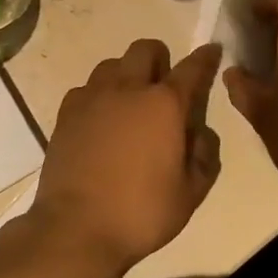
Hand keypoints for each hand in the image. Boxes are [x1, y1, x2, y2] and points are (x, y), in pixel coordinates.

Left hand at [31, 39, 223, 272]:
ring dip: (126, 74)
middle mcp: (128, 89)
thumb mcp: (191, 193)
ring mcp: (92, 98)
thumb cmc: (141, 212)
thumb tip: (198, 132)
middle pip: (145, 50)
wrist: (76, 227)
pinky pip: (86, 88)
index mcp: (164, 105)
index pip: (192, 69)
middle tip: (163, 86)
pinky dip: (98, 96)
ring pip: (112, 64)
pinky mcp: (66, 112)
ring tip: (130, 103)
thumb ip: (204, 155)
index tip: (212, 51)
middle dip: (160, 58)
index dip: (205, 58)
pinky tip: (101, 121)